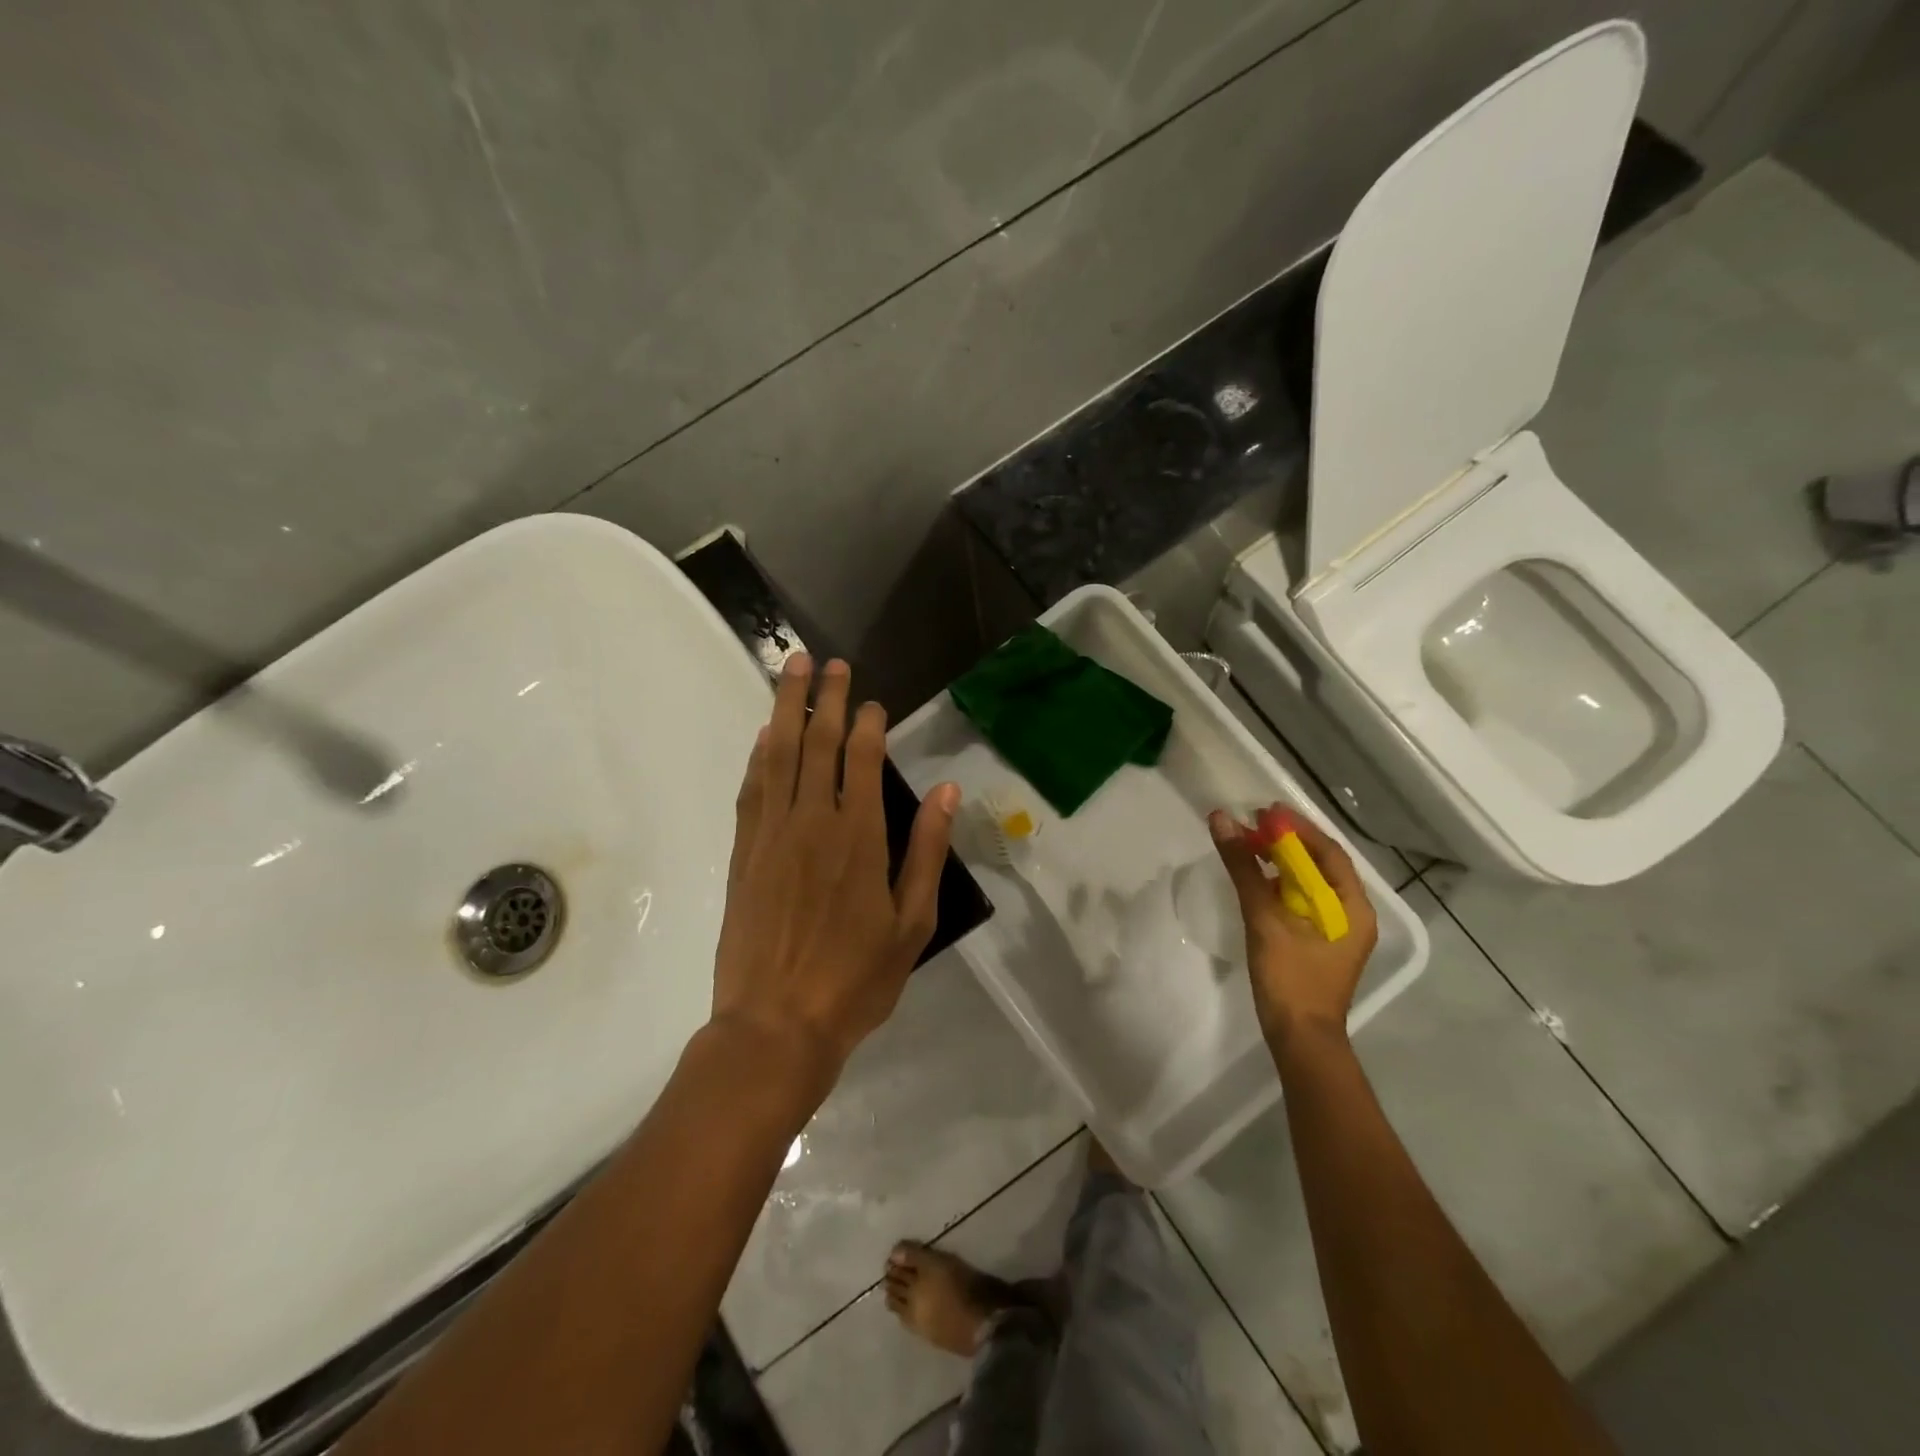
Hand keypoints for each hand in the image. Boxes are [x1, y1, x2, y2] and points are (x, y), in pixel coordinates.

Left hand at [710, 653, 959, 1107]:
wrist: (775, 1025)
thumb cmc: (855, 980)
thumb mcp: (912, 923)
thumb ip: (926, 851)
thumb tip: (944, 790)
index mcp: (858, 837)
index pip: (862, 760)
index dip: (867, 723)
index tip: (873, 702)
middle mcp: (811, 821)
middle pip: (817, 743)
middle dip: (825, 698)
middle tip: (829, 662)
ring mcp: (770, 835)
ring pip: (778, 755)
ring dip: (786, 709)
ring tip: (792, 671)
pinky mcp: (743, 854)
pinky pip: (751, 790)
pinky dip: (759, 756)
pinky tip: (765, 736)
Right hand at [1208, 806, 1377, 1045]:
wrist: (1299, 1038)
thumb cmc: (1290, 977)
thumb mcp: (1264, 917)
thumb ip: (1244, 868)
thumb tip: (1222, 820)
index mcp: (1352, 906)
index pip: (1328, 852)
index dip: (1297, 828)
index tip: (1264, 811)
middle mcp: (1351, 914)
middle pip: (1320, 865)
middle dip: (1288, 842)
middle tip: (1253, 824)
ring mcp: (1337, 930)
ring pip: (1310, 883)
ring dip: (1282, 862)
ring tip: (1250, 845)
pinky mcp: (1319, 943)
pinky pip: (1302, 901)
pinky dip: (1281, 884)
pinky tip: (1257, 879)